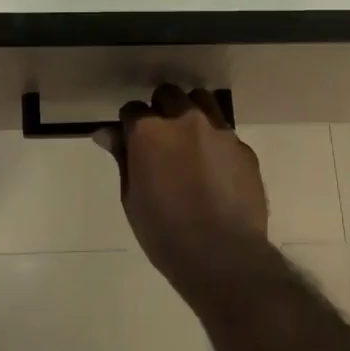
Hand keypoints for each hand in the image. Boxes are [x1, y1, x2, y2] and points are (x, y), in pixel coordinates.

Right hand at [99, 84, 268, 301]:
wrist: (224, 256)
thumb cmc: (166, 233)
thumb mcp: (132, 198)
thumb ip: (123, 158)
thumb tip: (106, 132)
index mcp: (151, 131)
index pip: (133, 109)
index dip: (129, 124)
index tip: (131, 141)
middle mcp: (185, 120)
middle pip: (169, 94)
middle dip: (160, 109)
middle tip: (160, 139)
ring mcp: (219, 130)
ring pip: (202, 100)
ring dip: (190, 112)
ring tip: (189, 141)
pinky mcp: (243, 147)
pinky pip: (225, 131)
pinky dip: (215, 139)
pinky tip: (214, 168)